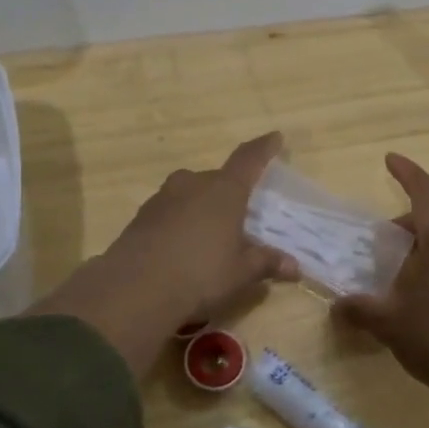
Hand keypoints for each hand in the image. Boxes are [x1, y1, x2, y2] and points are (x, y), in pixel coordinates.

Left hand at [28, 133, 296, 371]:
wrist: (134, 289)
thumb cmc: (200, 274)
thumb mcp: (240, 273)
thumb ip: (266, 263)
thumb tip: (293, 265)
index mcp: (225, 190)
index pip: (249, 159)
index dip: (263, 148)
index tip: (275, 137)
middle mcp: (193, 184)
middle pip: (217, 178)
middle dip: (230, 191)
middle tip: (240, 211)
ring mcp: (163, 198)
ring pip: (190, 193)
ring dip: (202, 205)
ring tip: (210, 232)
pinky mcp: (141, 216)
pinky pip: (170, 210)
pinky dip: (180, 220)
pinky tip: (182, 246)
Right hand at [333, 155, 428, 400]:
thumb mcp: (386, 322)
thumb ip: (357, 308)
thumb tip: (336, 306)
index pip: (425, 191)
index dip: (406, 172)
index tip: (389, 159)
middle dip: (405, 228)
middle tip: (382, 252)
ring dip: (425, 248)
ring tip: (404, 277)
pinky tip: (428, 296)